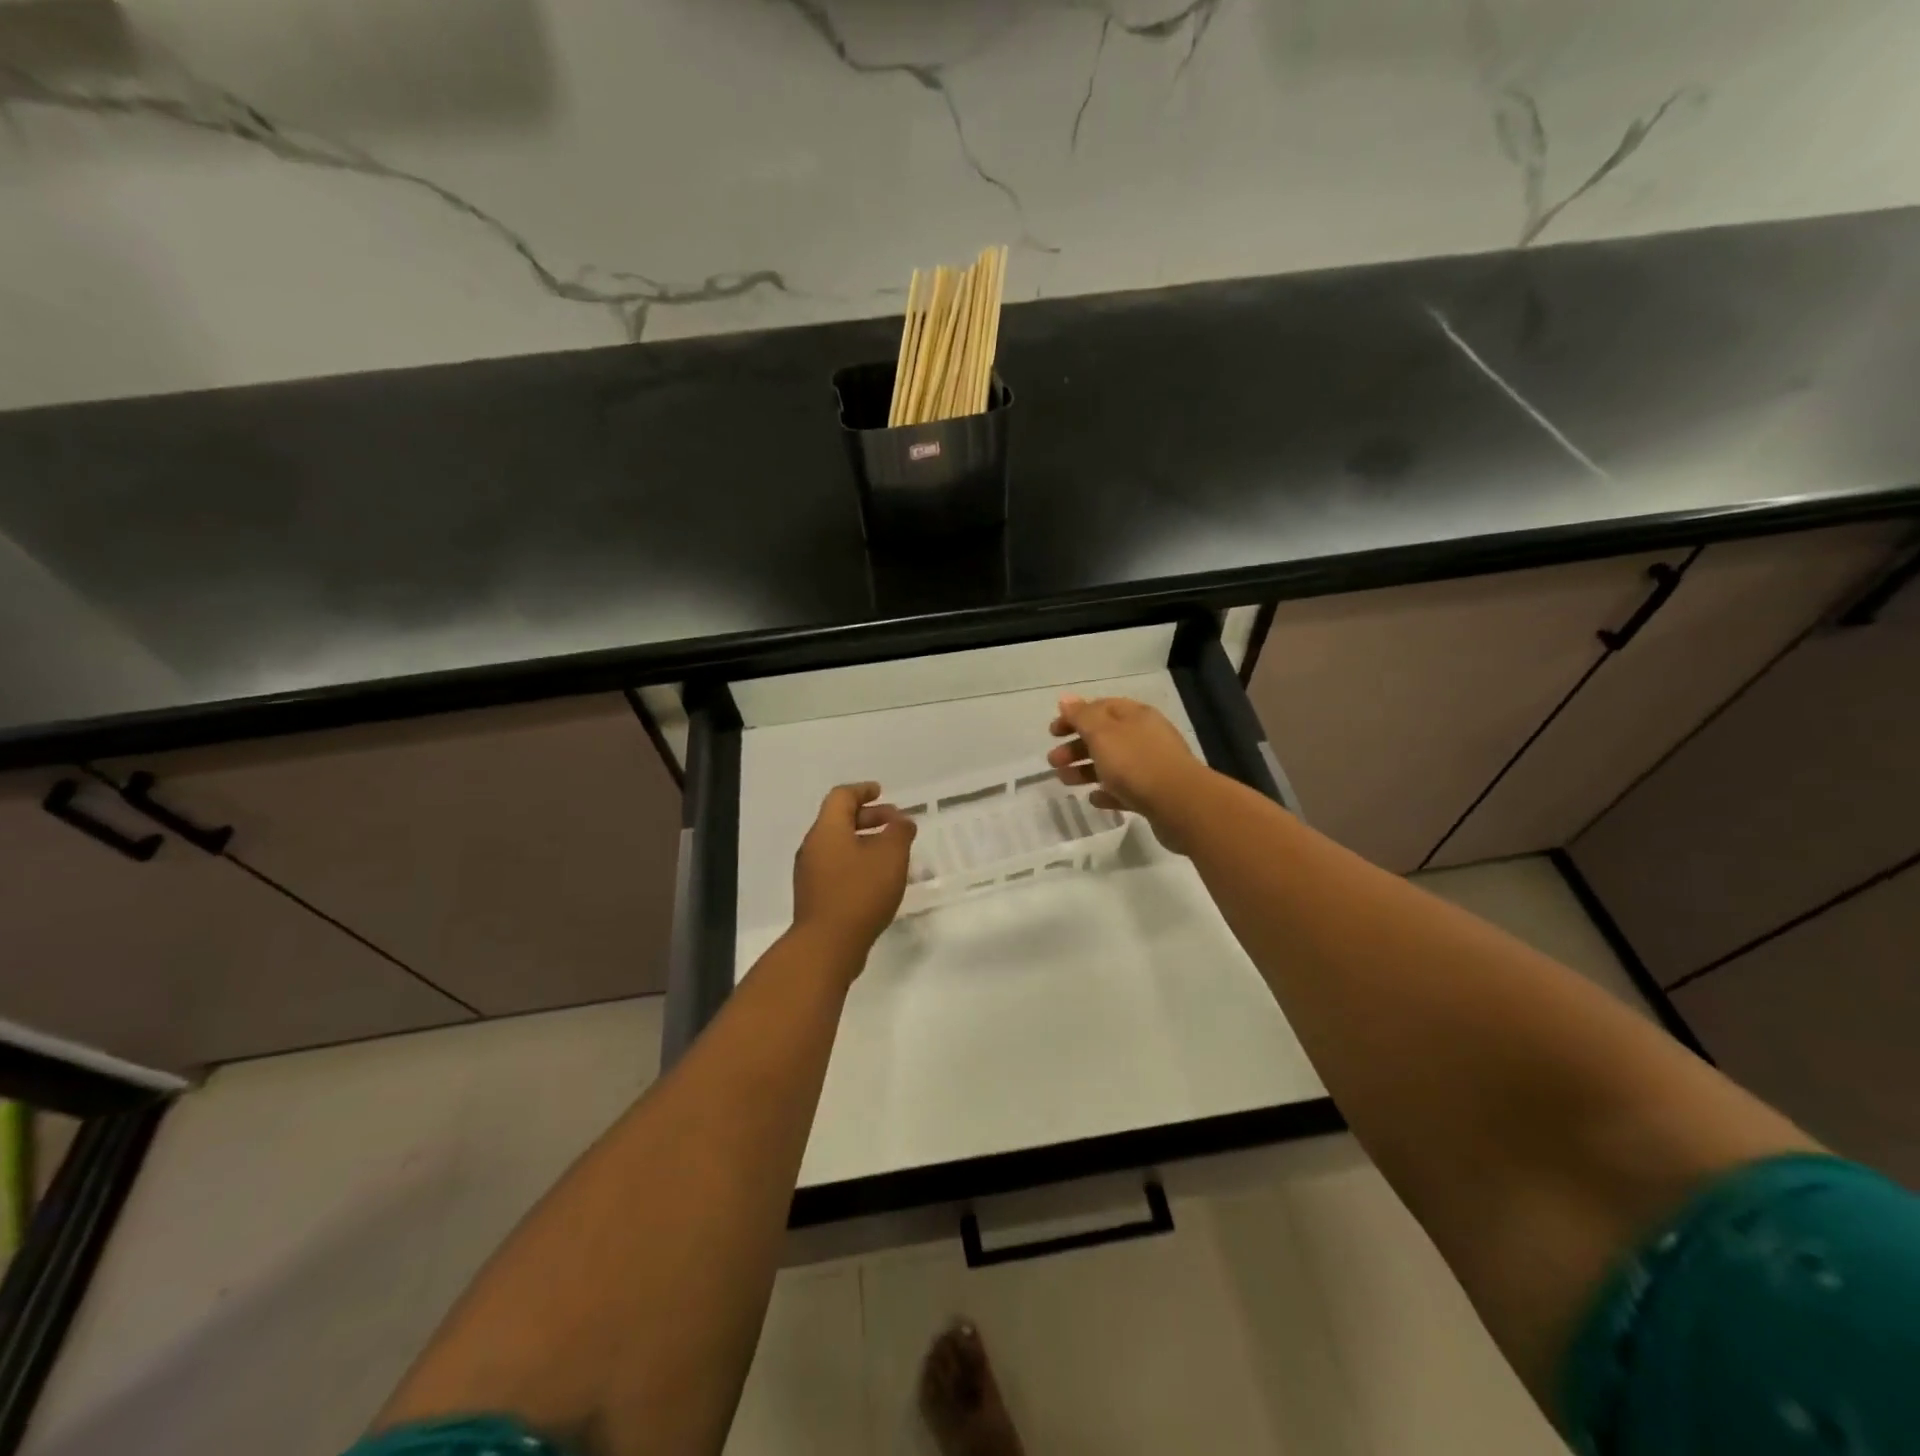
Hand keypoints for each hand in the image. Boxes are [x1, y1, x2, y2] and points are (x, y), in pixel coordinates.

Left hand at [791, 782, 917, 962]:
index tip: (882, 792)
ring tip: (893, 854)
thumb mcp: (890, 856)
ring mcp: (811, 874)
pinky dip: (858, 863)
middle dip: (870, 818)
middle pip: (839, 820)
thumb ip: (899, 832)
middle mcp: (813, 847)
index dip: (863, 790)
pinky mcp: (815, 897)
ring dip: (866, 843)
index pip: (841, 797)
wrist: (827, 946)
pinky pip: (838, 868)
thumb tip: (902, 822)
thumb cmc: (859, 892)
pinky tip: (879, 880)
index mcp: (827, 830)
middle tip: (896, 824)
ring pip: (839, 846)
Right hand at [1047, 695, 1209, 850]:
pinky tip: (1094, 799)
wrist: (1180, 804)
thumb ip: (1082, 716)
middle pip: (1105, 737)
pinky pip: (1125, 789)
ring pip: (1112, 764)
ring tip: (1065, 781)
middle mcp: (1145, 736)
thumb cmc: (1136, 763)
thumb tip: (1066, 699)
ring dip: (1086, 770)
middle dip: (1076, 746)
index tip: (1052, 732)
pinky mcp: (1155, 794)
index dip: (1074, 717)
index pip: (1100, 708)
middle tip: (1053, 761)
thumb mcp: (1103, 733)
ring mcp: (1152, 766)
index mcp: (1135, 716)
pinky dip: (1107, 791)